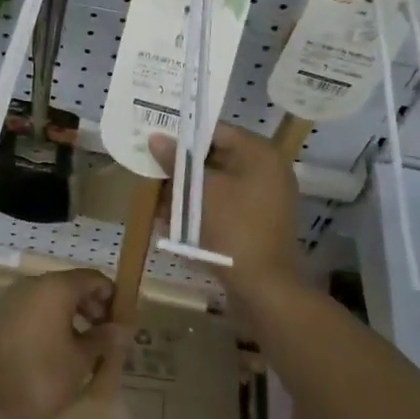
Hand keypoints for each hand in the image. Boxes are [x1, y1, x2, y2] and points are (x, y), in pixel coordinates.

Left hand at [0, 270, 125, 418]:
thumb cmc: (42, 379)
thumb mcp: (81, 360)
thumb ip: (104, 339)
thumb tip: (120, 329)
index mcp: (54, 287)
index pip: (92, 278)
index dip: (110, 296)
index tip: (119, 322)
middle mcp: (29, 285)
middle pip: (68, 286)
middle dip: (89, 306)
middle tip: (102, 336)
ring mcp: (7, 301)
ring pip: (46, 299)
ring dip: (66, 316)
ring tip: (79, 347)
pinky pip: (27, 312)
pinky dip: (43, 323)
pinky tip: (50, 352)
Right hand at [149, 122, 303, 294]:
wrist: (263, 288)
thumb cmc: (232, 229)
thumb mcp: (199, 191)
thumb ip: (176, 161)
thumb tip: (155, 137)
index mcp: (260, 154)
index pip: (217, 131)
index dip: (184, 135)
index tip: (156, 141)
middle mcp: (267, 170)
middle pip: (216, 158)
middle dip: (182, 168)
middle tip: (152, 172)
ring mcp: (265, 198)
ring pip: (218, 185)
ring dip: (188, 193)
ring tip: (157, 203)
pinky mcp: (258, 223)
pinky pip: (225, 207)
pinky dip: (201, 211)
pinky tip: (172, 224)